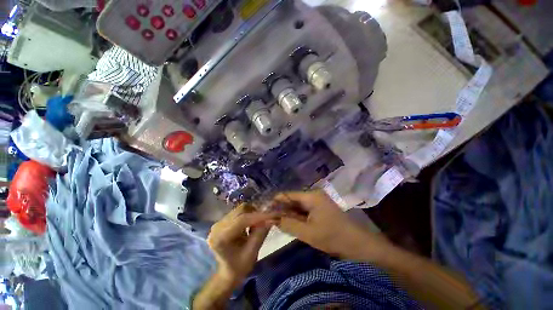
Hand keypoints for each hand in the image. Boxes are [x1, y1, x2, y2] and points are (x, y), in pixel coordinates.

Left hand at [207, 203, 276, 286]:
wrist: (227, 273)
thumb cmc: (239, 267)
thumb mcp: (252, 253)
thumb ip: (261, 233)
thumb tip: (272, 218)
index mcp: (221, 237)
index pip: (242, 220)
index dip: (259, 216)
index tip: (274, 214)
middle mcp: (217, 226)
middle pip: (241, 210)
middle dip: (256, 213)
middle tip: (268, 219)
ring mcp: (219, 222)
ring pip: (241, 209)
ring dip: (253, 213)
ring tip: (259, 224)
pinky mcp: (223, 221)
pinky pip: (239, 212)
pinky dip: (249, 215)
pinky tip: (252, 224)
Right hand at [274, 190, 392, 260]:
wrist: (359, 244)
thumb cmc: (333, 237)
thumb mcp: (308, 232)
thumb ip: (288, 224)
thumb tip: (270, 218)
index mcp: (311, 196)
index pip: (287, 195)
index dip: (275, 202)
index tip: (265, 211)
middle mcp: (313, 195)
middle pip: (292, 199)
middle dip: (281, 209)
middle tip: (269, 220)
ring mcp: (317, 201)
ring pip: (297, 206)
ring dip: (288, 214)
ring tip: (277, 223)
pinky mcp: (319, 208)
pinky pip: (304, 210)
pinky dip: (297, 217)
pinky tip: (290, 223)